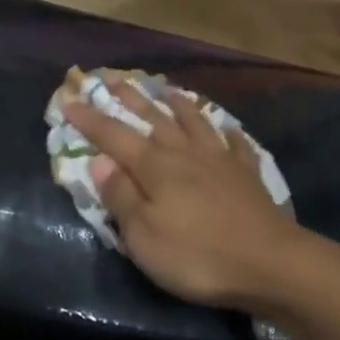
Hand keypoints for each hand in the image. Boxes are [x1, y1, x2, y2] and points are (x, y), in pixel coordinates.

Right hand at [63, 77, 312, 310]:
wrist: (270, 262)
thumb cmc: (197, 255)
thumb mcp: (144, 236)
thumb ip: (121, 197)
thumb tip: (100, 162)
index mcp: (156, 167)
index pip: (113, 136)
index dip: (89, 119)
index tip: (69, 99)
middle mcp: (185, 152)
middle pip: (153, 119)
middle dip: (130, 98)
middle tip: (112, 77)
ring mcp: (220, 159)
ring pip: (193, 121)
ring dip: (176, 104)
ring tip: (166, 89)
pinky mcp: (247, 173)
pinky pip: (234, 142)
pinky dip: (226, 131)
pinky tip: (226, 127)